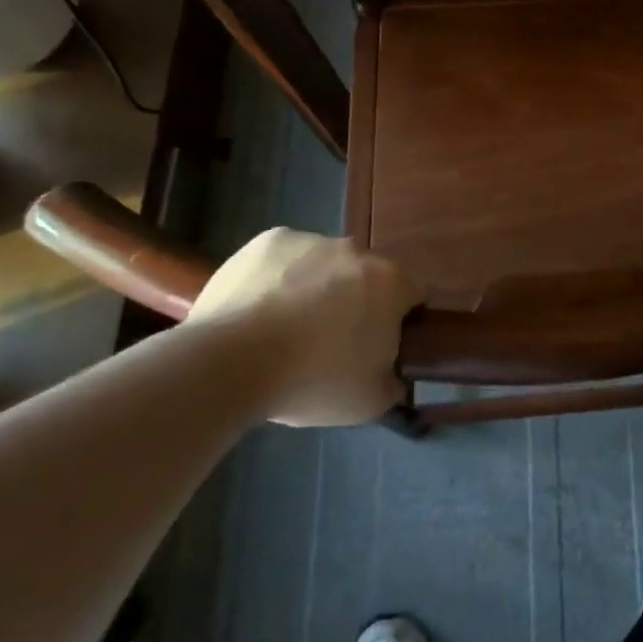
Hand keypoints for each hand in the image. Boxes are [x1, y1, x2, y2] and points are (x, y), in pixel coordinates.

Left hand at [189, 230, 422, 426]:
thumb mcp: (370, 402)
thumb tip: (394, 375)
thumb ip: (393, 382)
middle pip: (366, 277)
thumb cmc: (312, 380)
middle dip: (356, 303)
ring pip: (325, 265)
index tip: (377, 349)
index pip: (411, 298)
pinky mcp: (270, 240)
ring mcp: (312, 240)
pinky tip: (260, 309)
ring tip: (286, 329)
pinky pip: (285, 258)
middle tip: (330, 343)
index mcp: (391, 283)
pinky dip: (280, 278)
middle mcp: (358, 251)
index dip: (398, 324)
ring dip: (317, 288)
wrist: (231, 362)